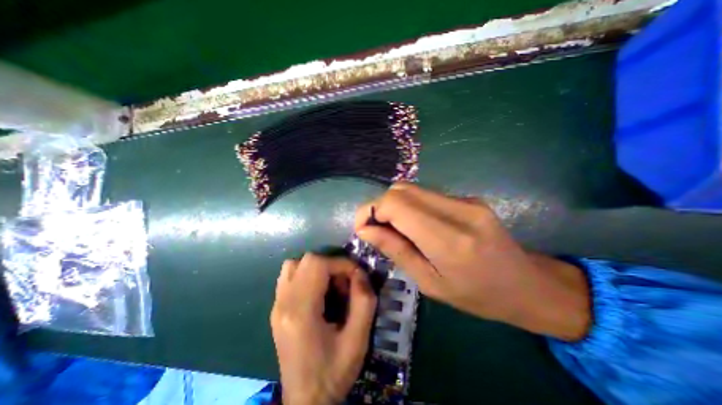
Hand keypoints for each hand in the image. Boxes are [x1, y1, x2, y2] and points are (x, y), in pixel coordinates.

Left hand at [267, 255, 374, 403]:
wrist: (305, 401)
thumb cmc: (333, 372)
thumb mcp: (358, 340)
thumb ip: (364, 301)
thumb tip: (360, 273)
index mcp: (301, 312)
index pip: (317, 264)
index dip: (341, 263)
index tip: (356, 276)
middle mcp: (283, 303)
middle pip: (306, 260)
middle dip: (331, 265)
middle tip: (344, 283)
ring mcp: (276, 305)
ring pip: (295, 264)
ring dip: (317, 268)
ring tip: (330, 286)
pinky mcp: (277, 308)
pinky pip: (289, 276)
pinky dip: (307, 274)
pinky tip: (317, 292)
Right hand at [354, 183, 587, 341]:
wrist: (528, 285)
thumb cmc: (477, 295)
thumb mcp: (429, 283)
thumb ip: (396, 250)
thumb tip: (365, 230)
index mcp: (449, 239)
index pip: (396, 204)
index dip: (371, 210)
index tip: (362, 228)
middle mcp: (458, 210)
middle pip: (401, 190)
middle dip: (379, 206)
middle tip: (375, 230)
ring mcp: (465, 200)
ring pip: (412, 189)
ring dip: (393, 206)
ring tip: (392, 229)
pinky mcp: (468, 198)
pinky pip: (426, 195)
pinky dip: (410, 206)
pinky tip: (414, 225)